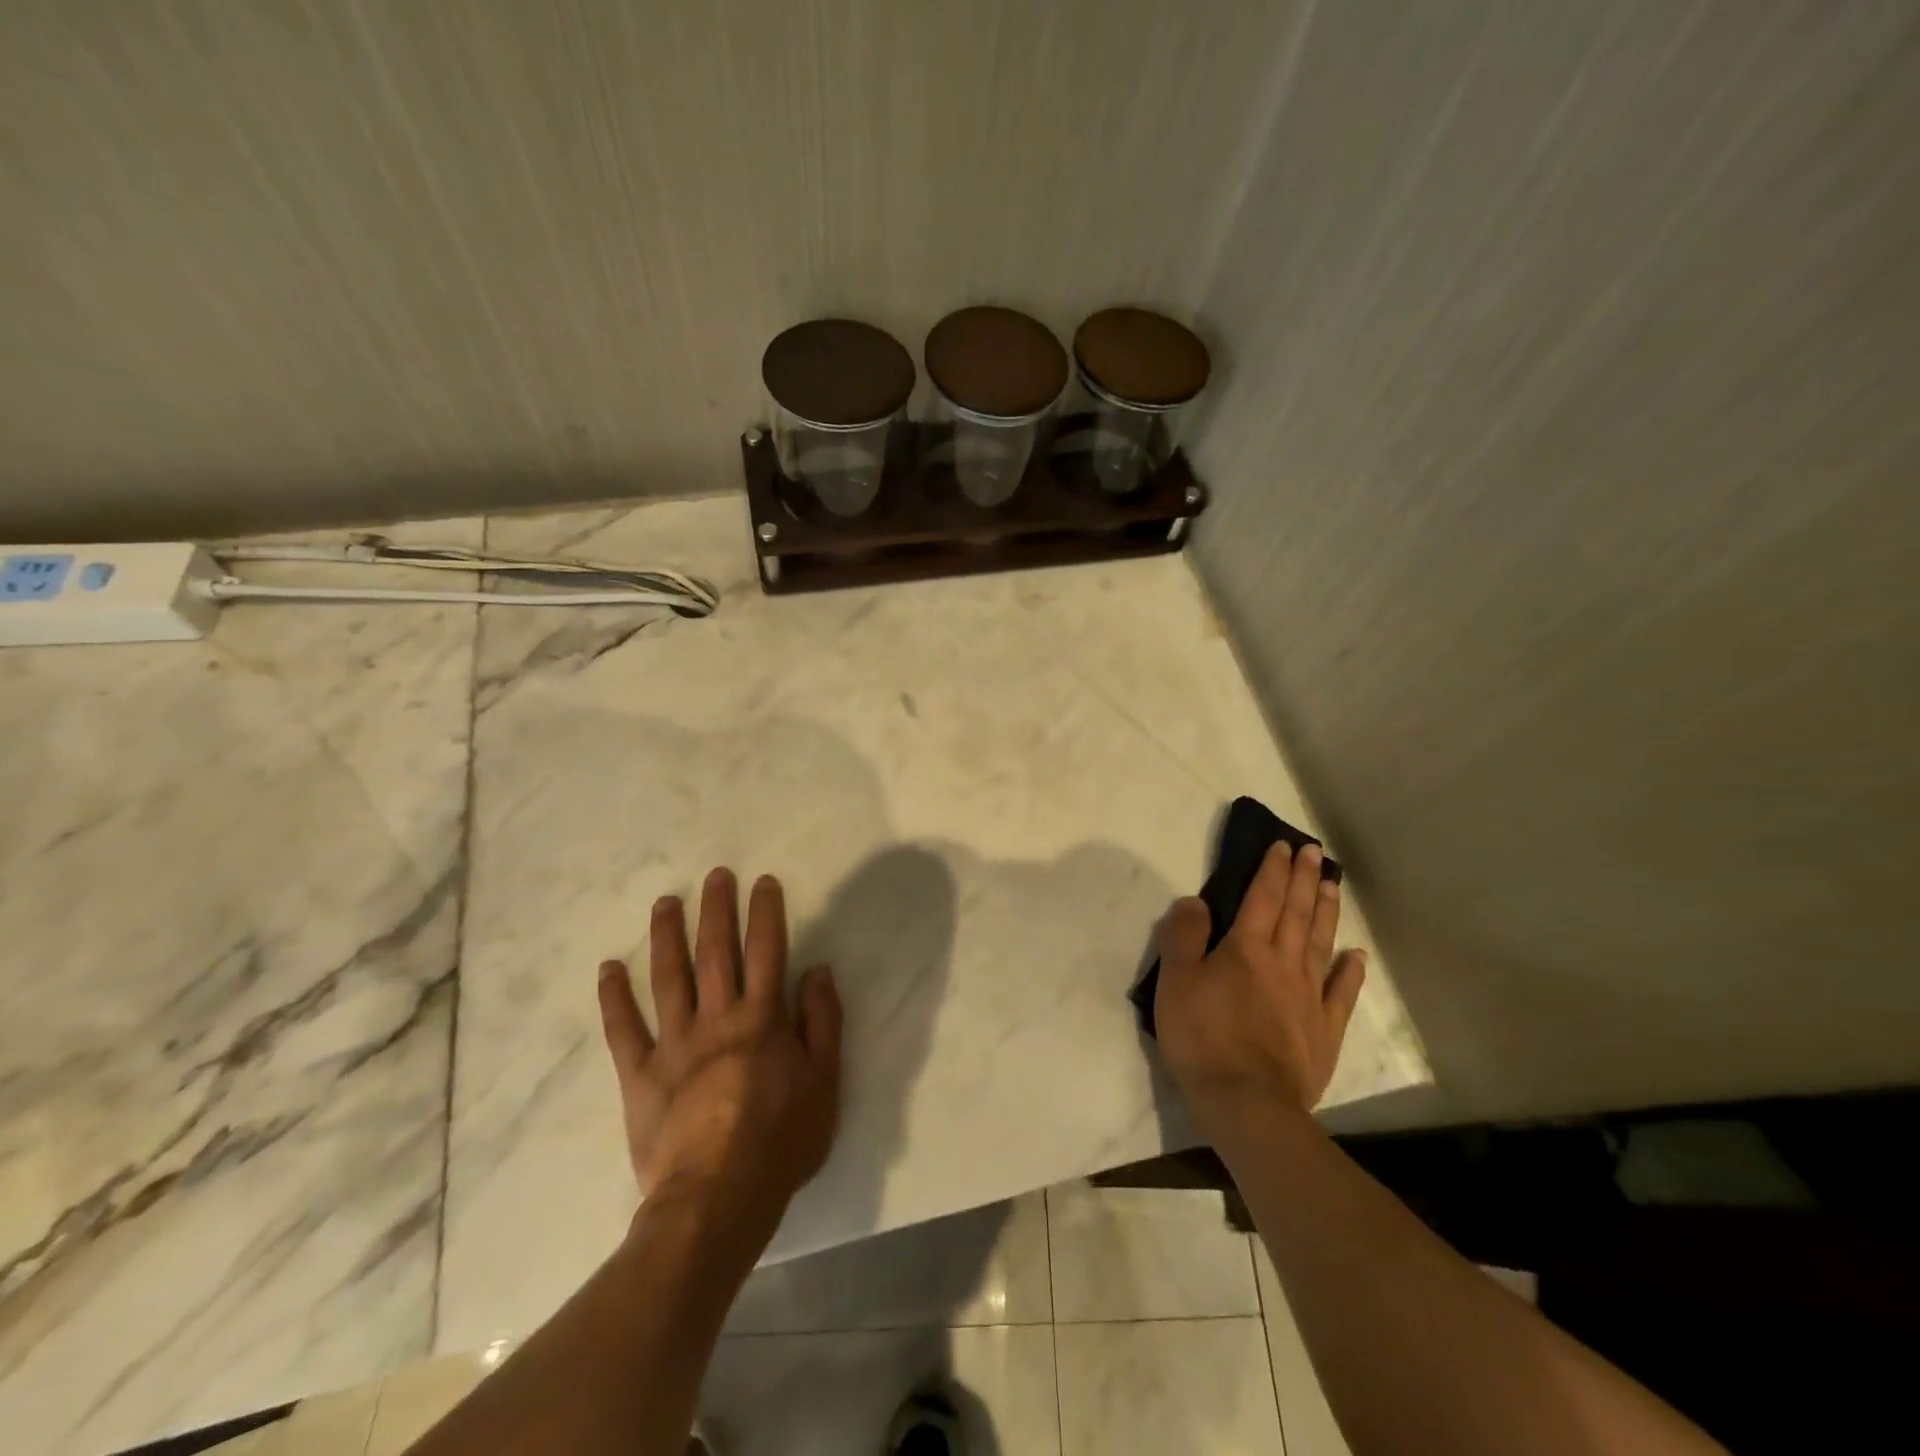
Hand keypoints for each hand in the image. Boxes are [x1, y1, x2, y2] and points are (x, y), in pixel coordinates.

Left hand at [597, 868, 841, 1229]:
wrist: (717, 1199)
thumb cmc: (781, 1141)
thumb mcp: (825, 1082)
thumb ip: (823, 1021)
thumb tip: (817, 969)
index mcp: (762, 1019)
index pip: (766, 950)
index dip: (765, 912)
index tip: (761, 881)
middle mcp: (716, 1019)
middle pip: (715, 953)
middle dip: (716, 910)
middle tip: (714, 875)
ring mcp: (673, 1044)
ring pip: (668, 978)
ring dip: (667, 936)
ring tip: (666, 901)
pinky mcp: (640, 1075)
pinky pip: (623, 1030)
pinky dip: (614, 997)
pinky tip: (609, 967)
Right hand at [1154, 841, 1366, 1125]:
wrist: (1247, 1104)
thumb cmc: (1203, 1038)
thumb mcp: (1175, 982)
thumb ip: (1184, 936)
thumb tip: (1197, 901)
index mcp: (1246, 948)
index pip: (1262, 897)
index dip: (1272, 869)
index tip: (1282, 846)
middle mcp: (1283, 963)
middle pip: (1296, 913)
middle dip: (1303, 879)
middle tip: (1313, 852)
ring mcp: (1309, 997)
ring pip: (1320, 943)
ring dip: (1325, 911)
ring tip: (1331, 885)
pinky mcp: (1324, 1030)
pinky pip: (1341, 993)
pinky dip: (1350, 971)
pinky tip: (1356, 955)